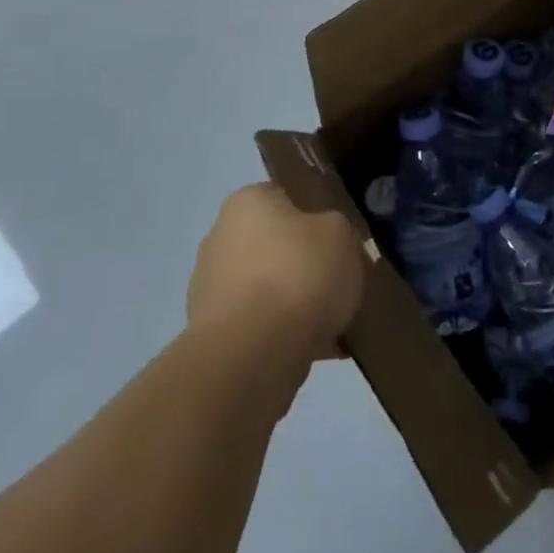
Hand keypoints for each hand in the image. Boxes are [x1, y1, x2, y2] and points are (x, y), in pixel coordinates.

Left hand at [187, 183, 364, 361]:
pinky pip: (260, 327)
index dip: (317, 216)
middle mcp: (221, 237)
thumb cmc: (298, 274)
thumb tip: (333, 245)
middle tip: (341, 281)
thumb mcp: (342, 234)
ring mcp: (211, 289)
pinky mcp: (212, 336)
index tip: (341, 240)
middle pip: (277, 245)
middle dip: (306, 264)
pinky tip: (320, 350)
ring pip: (269, 289)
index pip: (286, 197)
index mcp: (247, 201)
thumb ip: (340, 231)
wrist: (252, 355)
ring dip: (296, 303)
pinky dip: (285, 336)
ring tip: (335, 323)